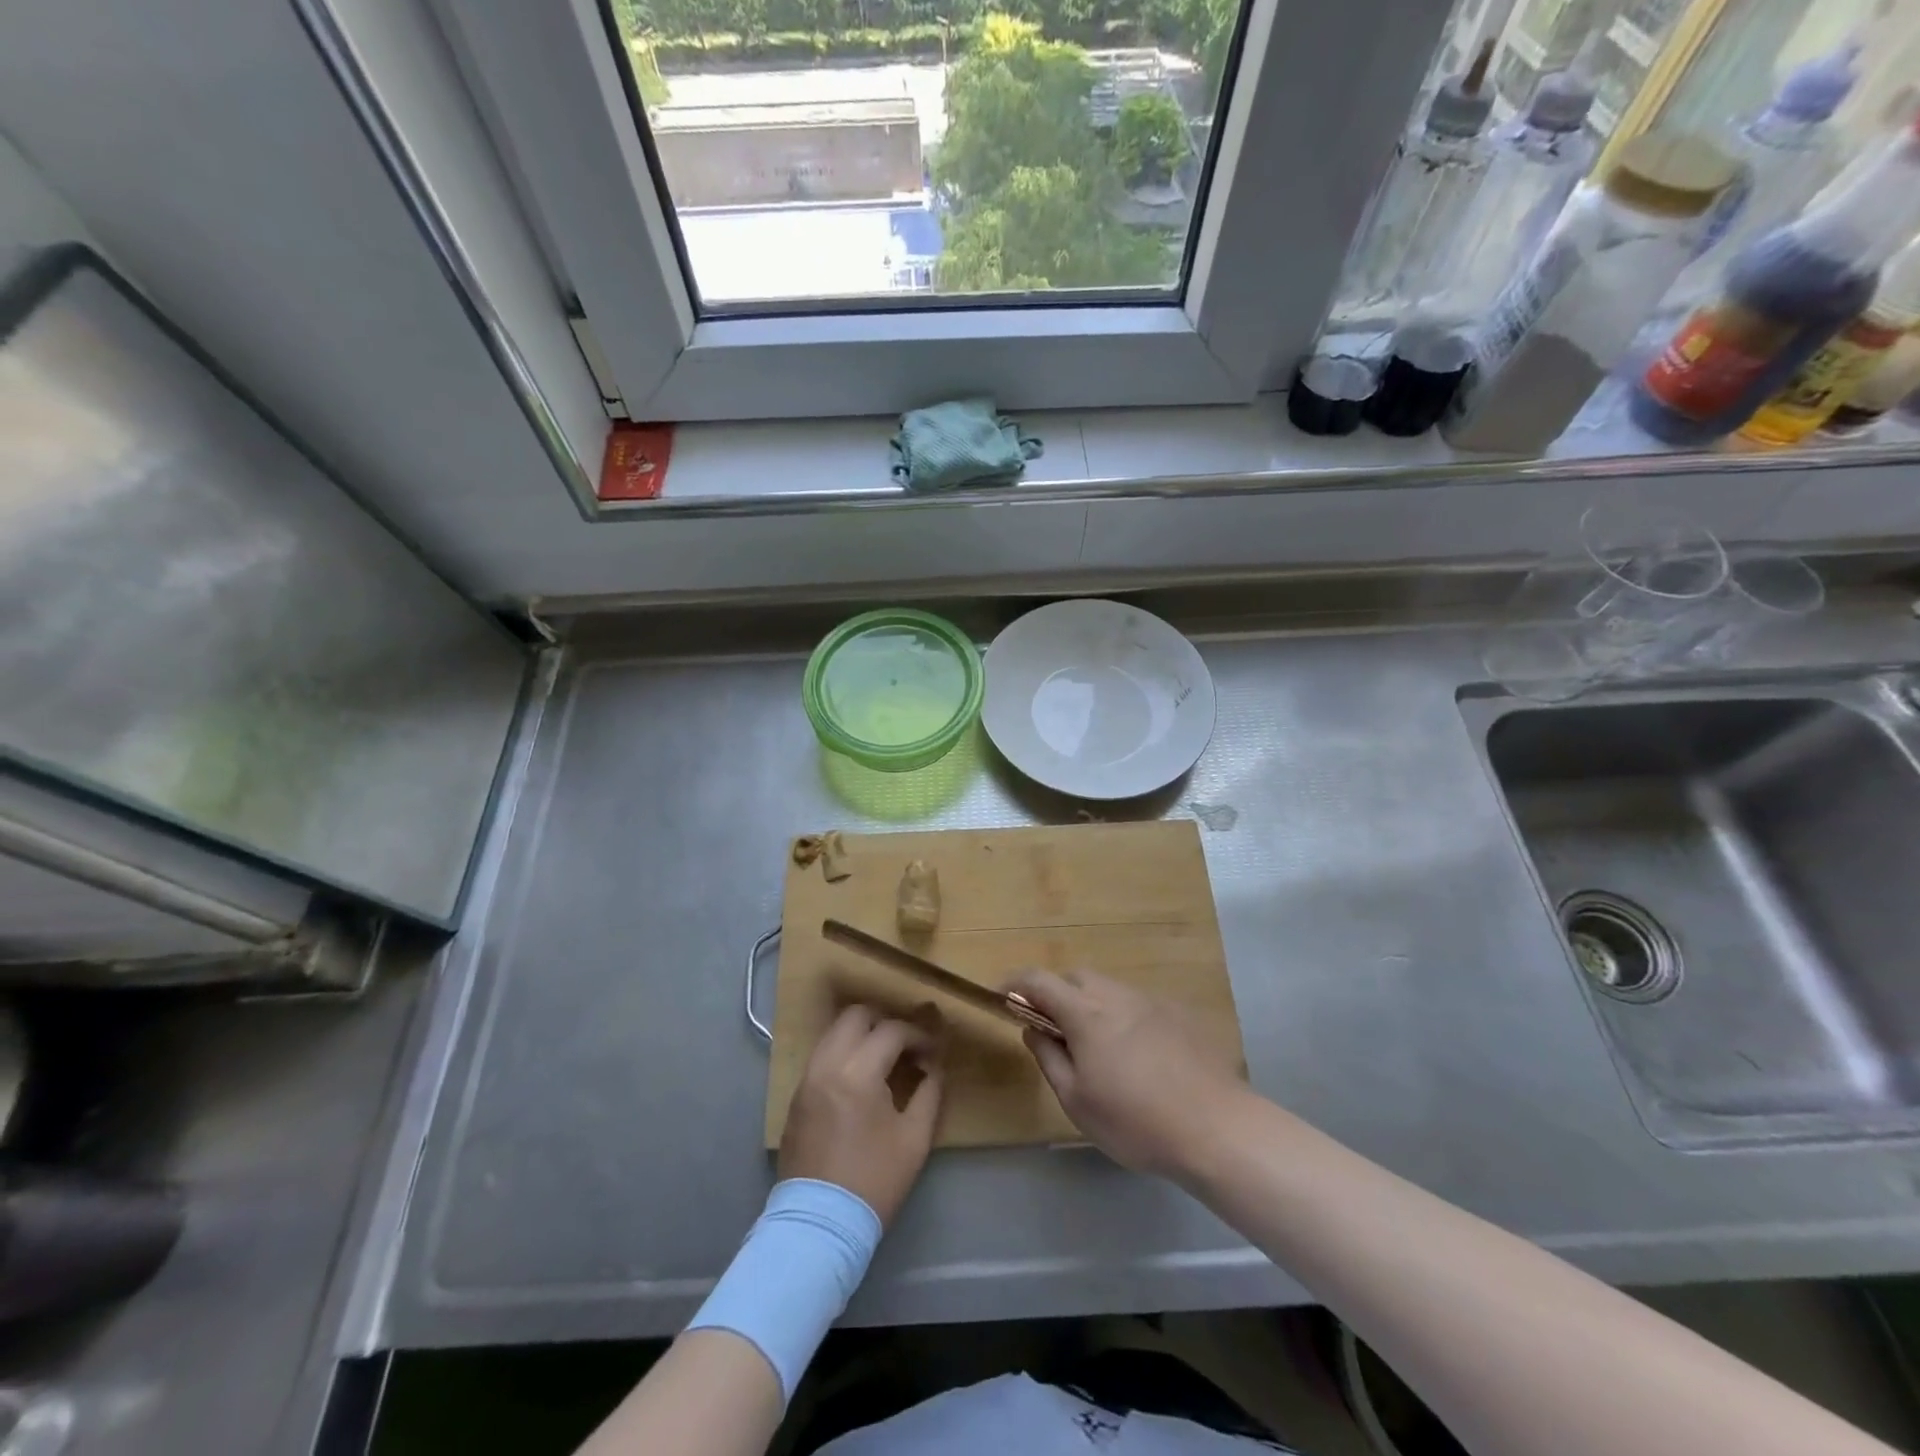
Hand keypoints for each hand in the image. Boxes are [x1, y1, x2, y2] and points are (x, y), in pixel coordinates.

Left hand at [779, 1005, 945, 1225]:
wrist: (819, 1225)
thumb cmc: (874, 1181)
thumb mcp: (915, 1138)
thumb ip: (930, 1091)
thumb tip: (934, 1065)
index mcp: (857, 1072)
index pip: (892, 1030)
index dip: (918, 1035)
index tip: (933, 1052)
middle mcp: (827, 1064)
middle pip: (856, 1015)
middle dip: (885, 1022)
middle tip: (906, 1044)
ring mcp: (807, 1078)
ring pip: (834, 1031)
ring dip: (862, 1034)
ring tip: (885, 1057)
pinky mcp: (796, 1095)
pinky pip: (822, 1054)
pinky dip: (844, 1052)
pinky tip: (861, 1076)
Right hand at [1010, 969, 1244, 1178]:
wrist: (1217, 1128)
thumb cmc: (1135, 1121)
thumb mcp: (1077, 1101)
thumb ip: (1049, 1058)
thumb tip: (1033, 1028)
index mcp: (1085, 1013)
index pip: (1039, 980)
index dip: (1015, 983)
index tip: (1002, 996)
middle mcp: (1116, 995)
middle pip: (1076, 977)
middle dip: (1056, 994)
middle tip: (1053, 1030)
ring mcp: (1151, 1001)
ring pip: (1109, 989)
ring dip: (1091, 1005)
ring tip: (1097, 1048)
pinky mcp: (1179, 1014)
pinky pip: (1137, 1004)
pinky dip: (1122, 1016)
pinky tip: (1137, 1055)